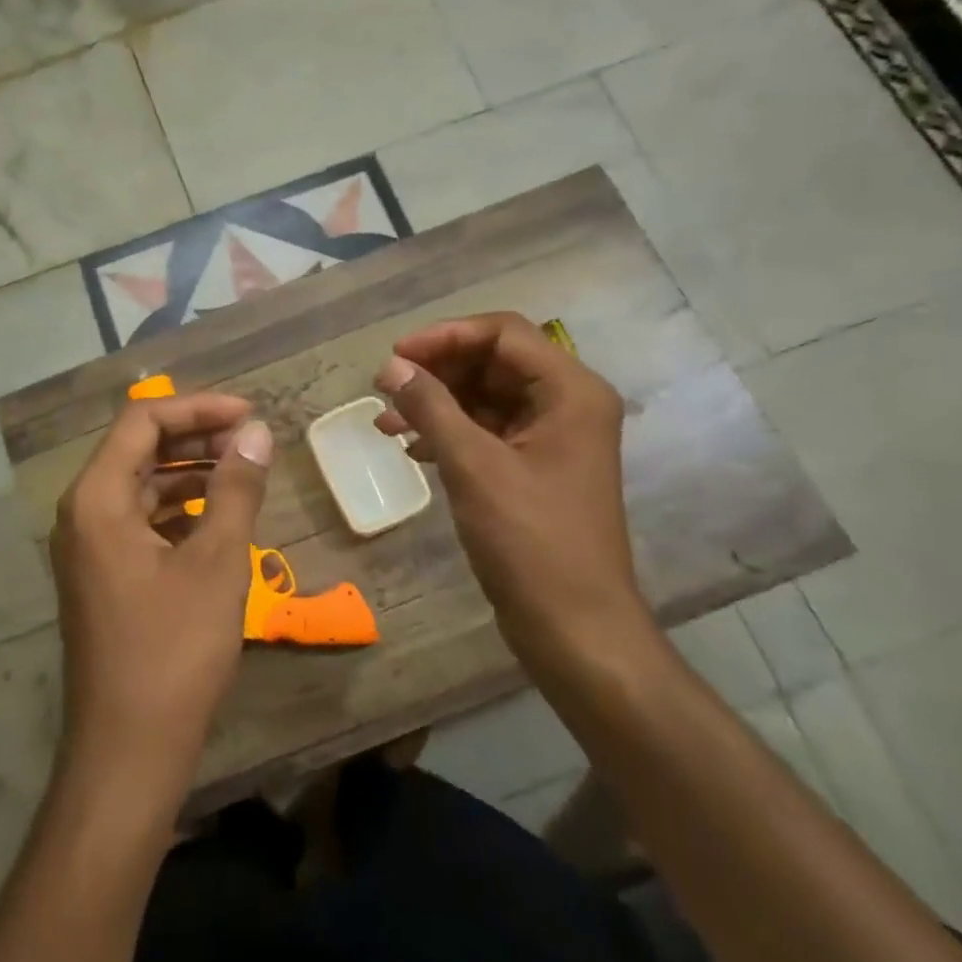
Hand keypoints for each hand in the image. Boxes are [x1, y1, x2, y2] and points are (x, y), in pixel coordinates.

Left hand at [49, 392, 273, 799]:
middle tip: (250, 441)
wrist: (127, 753)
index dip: (198, 407)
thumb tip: (256, 433)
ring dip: (189, 472)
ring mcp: (89, 545)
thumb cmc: (173, 651)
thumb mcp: (217, 563)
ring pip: (141, 484)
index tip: (249, 414)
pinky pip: (140, 519)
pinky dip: (178, 508)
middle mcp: (83, 511)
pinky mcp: (103, 573)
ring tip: (242, 473)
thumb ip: (236, 488)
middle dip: (195, 436)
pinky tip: (217, 518)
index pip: (142, 420)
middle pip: (138, 448)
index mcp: (98, 497)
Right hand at [372, 313, 653, 675]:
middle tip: (386, 387)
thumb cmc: (531, 540)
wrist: (575, 628)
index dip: (445, 336)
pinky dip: (450, 432)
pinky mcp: (535, 467)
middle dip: (437, 371)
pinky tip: (412, 449)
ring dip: (437, 403)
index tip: (395, 355)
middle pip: (494, 361)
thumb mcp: (473, 465)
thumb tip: (390, 367)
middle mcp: (567, 403)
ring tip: (387, 423)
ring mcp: (552, 437)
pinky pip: (488, 430)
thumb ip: (431, 406)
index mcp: (570, 391)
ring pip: (486, 396)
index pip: (503, 333)